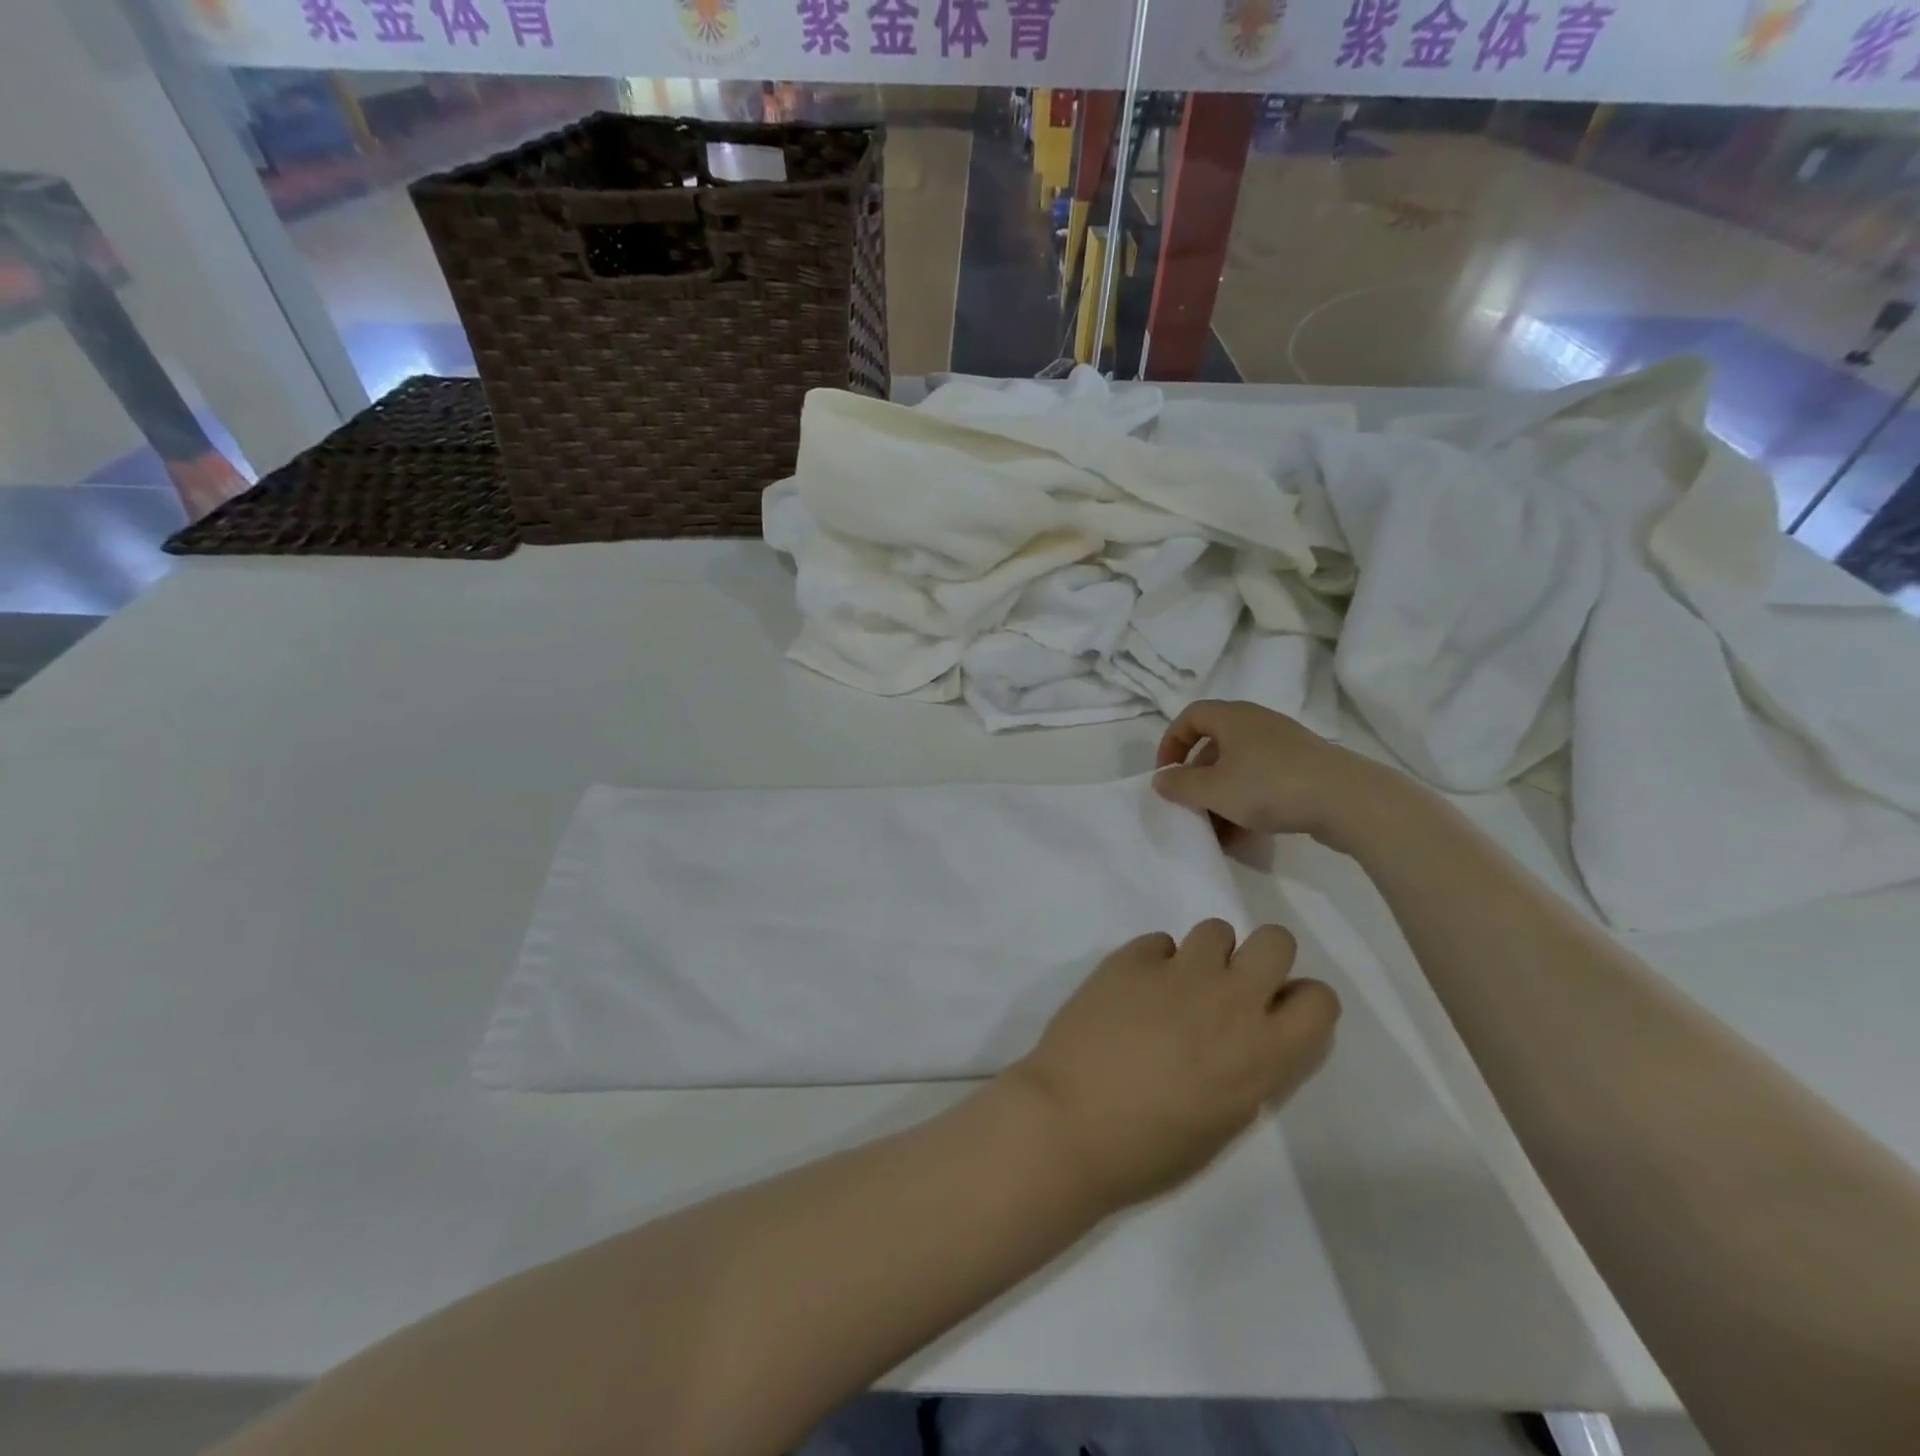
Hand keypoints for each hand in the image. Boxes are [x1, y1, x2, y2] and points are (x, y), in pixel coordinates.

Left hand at [1005, 921, 1339, 1210]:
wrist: (1069, 1122)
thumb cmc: (1150, 1148)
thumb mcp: (1225, 1121)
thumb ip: (1249, 1068)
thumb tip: (1245, 1037)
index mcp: (1262, 1052)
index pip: (1319, 999)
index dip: (1299, 1003)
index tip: (1274, 1016)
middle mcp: (1229, 999)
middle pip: (1275, 940)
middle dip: (1260, 958)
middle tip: (1230, 989)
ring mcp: (1177, 970)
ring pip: (1215, 929)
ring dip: (1205, 956)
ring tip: (1177, 988)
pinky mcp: (1129, 957)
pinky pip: (1158, 942)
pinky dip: (1154, 962)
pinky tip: (1131, 992)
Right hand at [1154, 700, 1389, 849]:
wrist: (1349, 800)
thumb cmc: (1270, 786)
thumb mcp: (1214, 790)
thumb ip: (1180, 785)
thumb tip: (1161, 779)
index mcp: (1233, 718)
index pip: (1190, 717)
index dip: (1171, 743)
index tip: (1166, 774)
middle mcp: (1258, 724)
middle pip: (1214, 745)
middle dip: (1197, 779)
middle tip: (1191, 806)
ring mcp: (1284, 746)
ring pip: (1239, 768)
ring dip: (1221, 797)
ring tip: (1217, 831)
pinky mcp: (1304, 769)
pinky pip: (1263, 781)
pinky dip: (1247, 803)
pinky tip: (1245, 835)